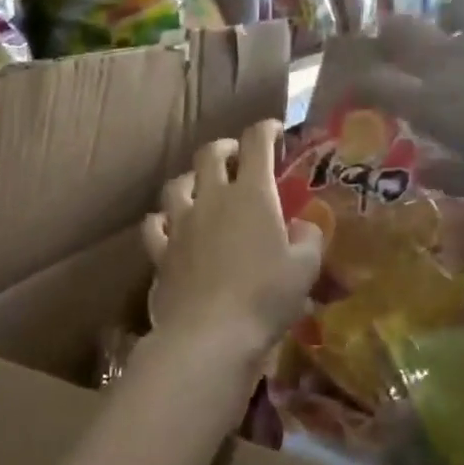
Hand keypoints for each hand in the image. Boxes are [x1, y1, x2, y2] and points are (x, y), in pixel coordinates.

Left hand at [142, 119, 323, 361]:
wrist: (210, 334)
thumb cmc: (265, 298)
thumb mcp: (304, 269)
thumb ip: (309, 239)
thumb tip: (303, 225)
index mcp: (252, 195)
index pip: (256, 144)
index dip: (265, 130)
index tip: (274, 131)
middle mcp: (212, 199)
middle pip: (210, 155)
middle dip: (225, 148)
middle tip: (236, 155)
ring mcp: (181, 224)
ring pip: (177, 185)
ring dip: (191, 179)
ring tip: (200, 186)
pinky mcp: (160, 252)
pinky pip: (154, 224)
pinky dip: (162, 219)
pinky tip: (169, 224)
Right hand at [353, 0, 463, 197]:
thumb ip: (455, 177)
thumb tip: (425, 173)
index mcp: (433, 102)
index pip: (376, 84)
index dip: (357, 86)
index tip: (351, 96)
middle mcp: (454, 58)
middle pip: (402, 32)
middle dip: (387, 37)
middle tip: (388, 48)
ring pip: (455, 8)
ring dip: (447, 19)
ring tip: (455, 33)